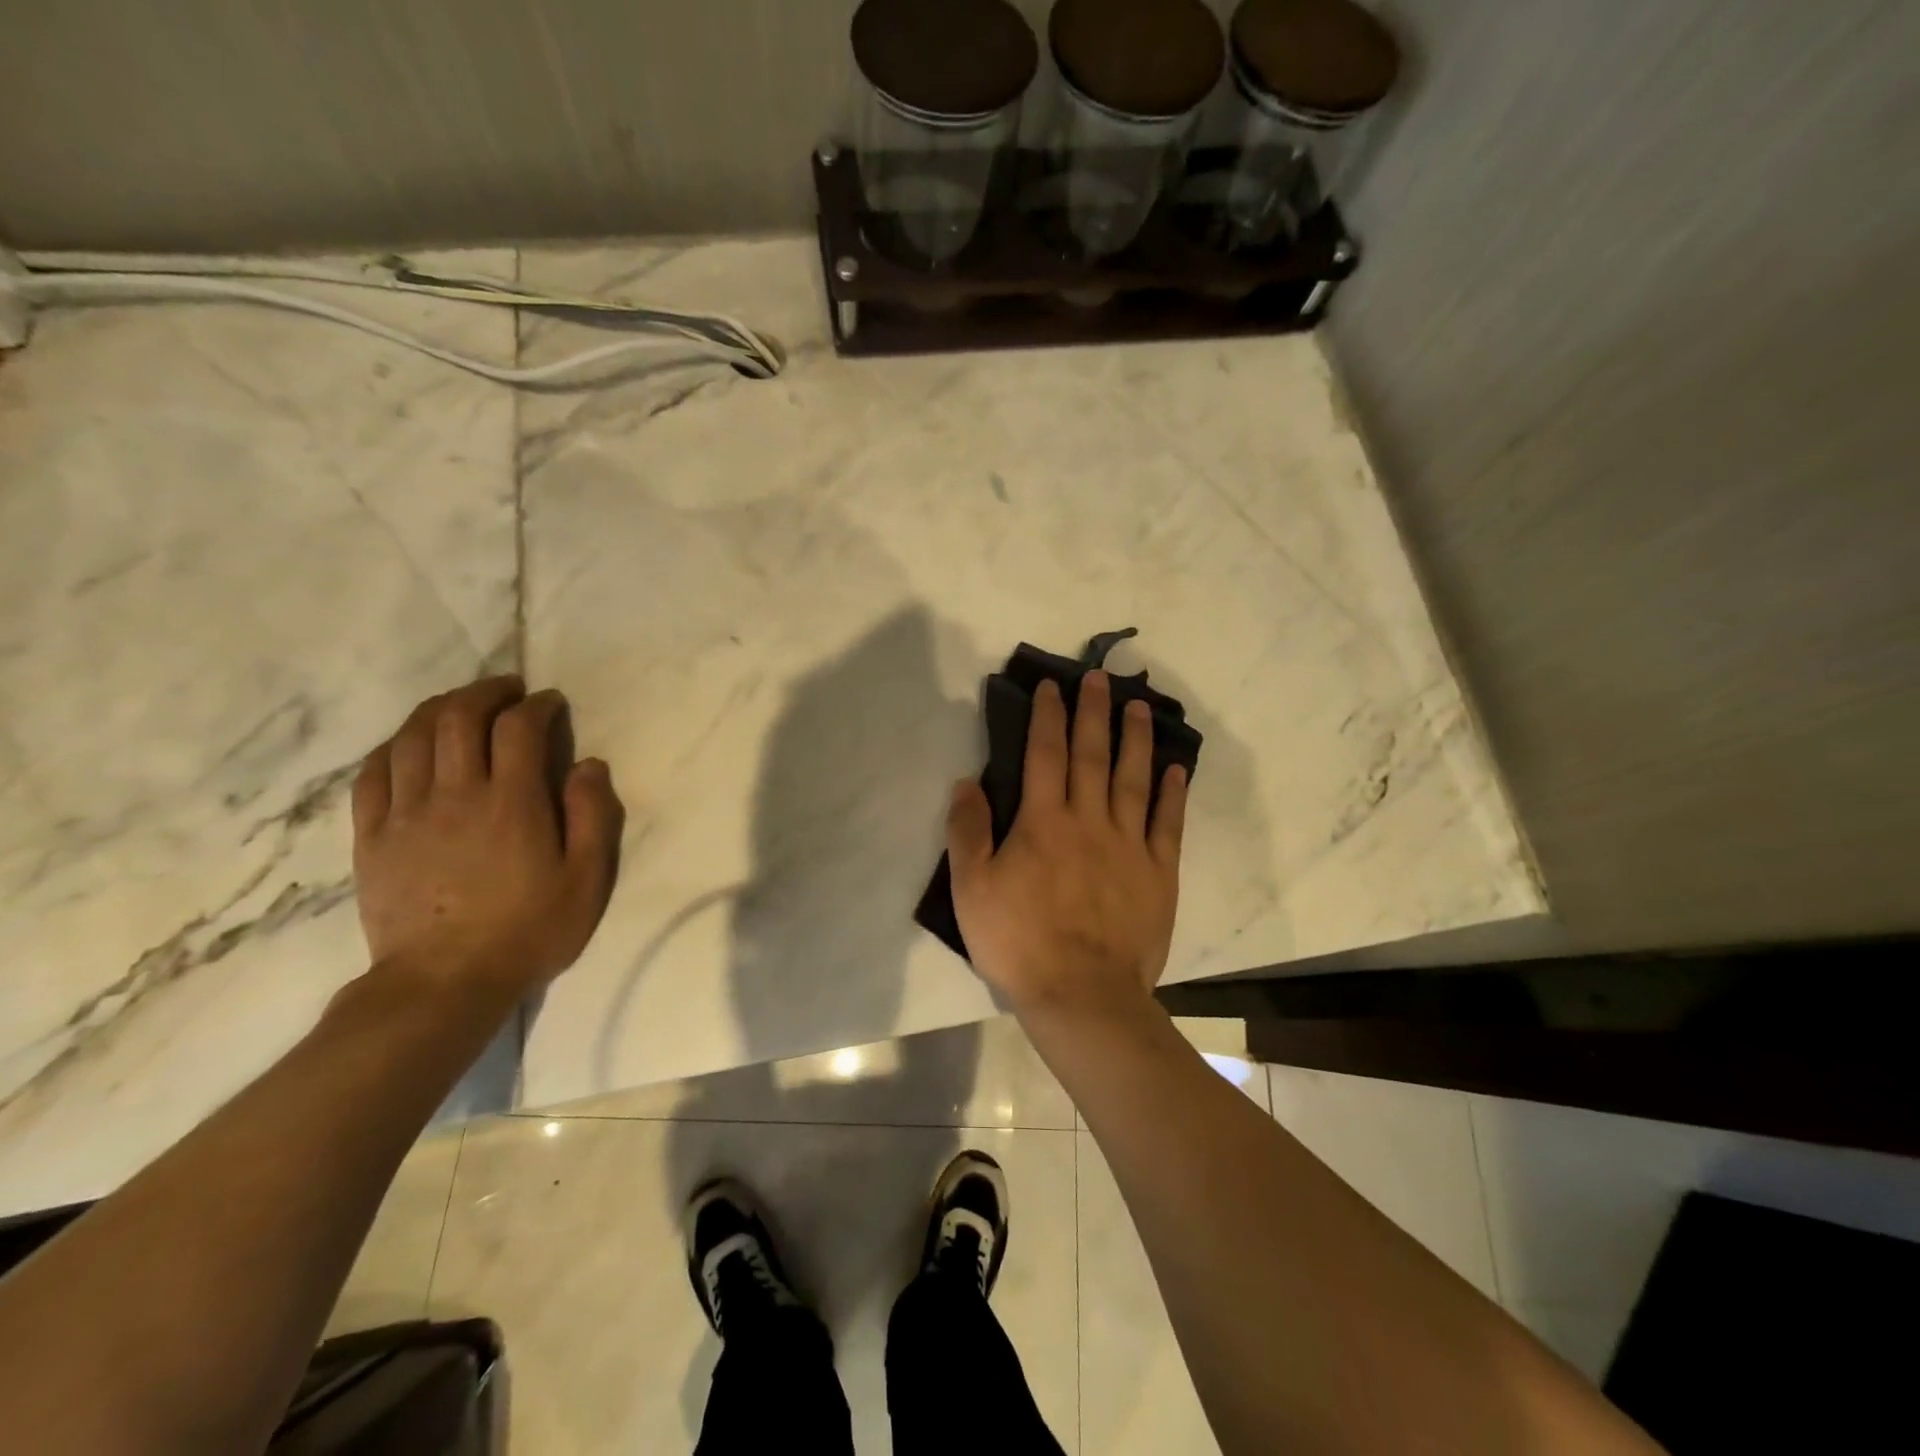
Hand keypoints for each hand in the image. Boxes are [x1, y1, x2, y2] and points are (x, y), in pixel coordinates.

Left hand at [351, 676, 623, 1003]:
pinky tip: (408, 744)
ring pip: (411, 736)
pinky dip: (392, 745)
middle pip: (458, 717)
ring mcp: (405, 813)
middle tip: (507, 691)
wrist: (443, 984)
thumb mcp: (586, 879)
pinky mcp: (372, 836)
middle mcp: (455, 794)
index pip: (518, 728)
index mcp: (511, 802)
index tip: (551, 704)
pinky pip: (372, 773)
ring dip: (439, 709)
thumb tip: (589, 765)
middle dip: (485, 692)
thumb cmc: (528, 930)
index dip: (537, 705)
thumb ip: (593, 816)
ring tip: (461, 705)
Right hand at [946, 670, 1187, 1018]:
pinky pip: (1167, 823)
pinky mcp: (1158, 872)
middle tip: (1100, 678)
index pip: (1044, 755)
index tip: (1051, 687)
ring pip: (1133, 779)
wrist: (1082, 996)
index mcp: (1043, 822)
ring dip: (1135, 739)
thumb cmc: (1019, 943)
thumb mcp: (972, 889)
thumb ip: (968, 832)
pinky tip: (1175, 769)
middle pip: (1092, 755)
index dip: (1047, 717)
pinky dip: (1172, 793)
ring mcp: (1129, 845)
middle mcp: (1089, 821)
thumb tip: (967, 782)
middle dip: (1093, 712)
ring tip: (1139, 706)